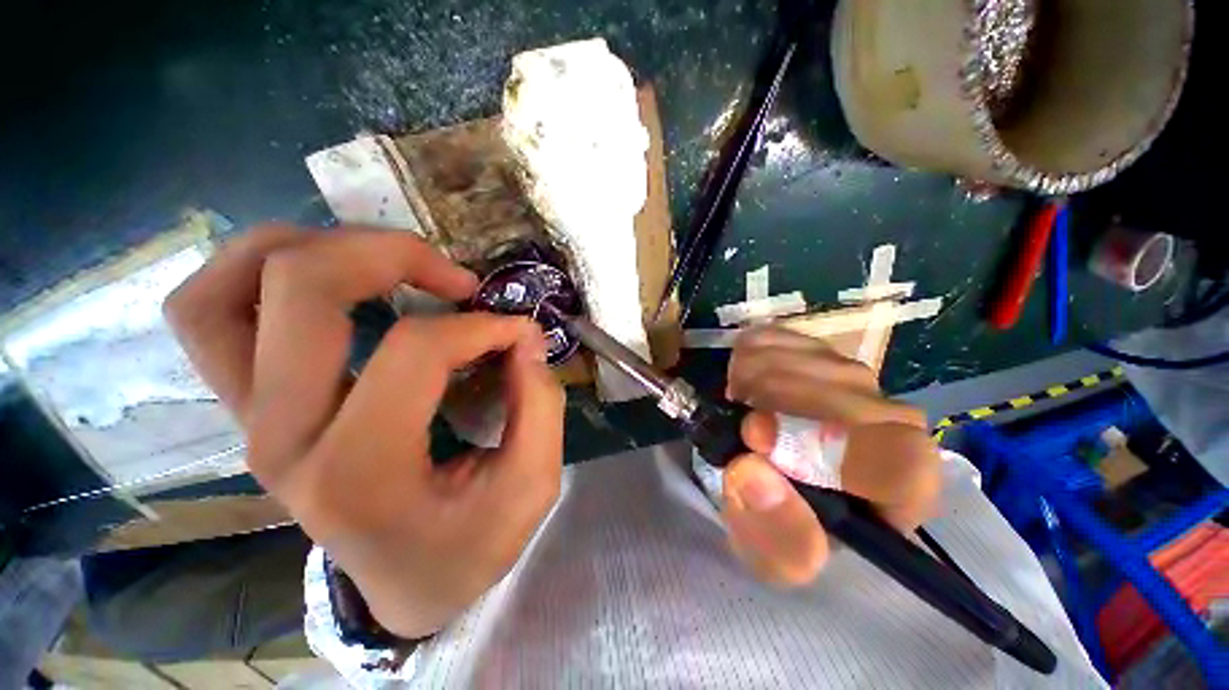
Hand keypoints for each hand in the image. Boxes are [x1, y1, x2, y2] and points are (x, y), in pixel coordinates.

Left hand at [164, 225, 563, 637]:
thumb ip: (539, 406)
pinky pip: (210, 315)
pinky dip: (260, 274)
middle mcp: (283, 438)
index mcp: (359, 472)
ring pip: (222, 292)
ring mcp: (250, 420)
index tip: (520, 333)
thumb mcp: (531, 486)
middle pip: (299, 290)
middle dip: (390, 256)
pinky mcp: (249, 408)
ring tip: (386, 260)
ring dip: (310, 248)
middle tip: (455, 279)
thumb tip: (526, 338)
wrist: (407, 584)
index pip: (414, 349)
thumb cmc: (470, 546)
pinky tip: (331, 278)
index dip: (481, 325)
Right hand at [721, 326, 941, 585]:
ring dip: (749, 386)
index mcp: (903, 485)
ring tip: (745, 414)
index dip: (822, 446)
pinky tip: (746, 386)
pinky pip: (768, 338)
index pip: (898, 458)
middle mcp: (891, 420)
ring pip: (795, 359)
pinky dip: (743, 360)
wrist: (774, 476)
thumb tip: (751, 473)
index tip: (756, 440)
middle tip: (742, 431)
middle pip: (836, 392)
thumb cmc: (787, 524)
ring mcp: (851, 373)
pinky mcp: (812, 347)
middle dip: (769, 410)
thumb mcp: (780, 556)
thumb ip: (777, 535)